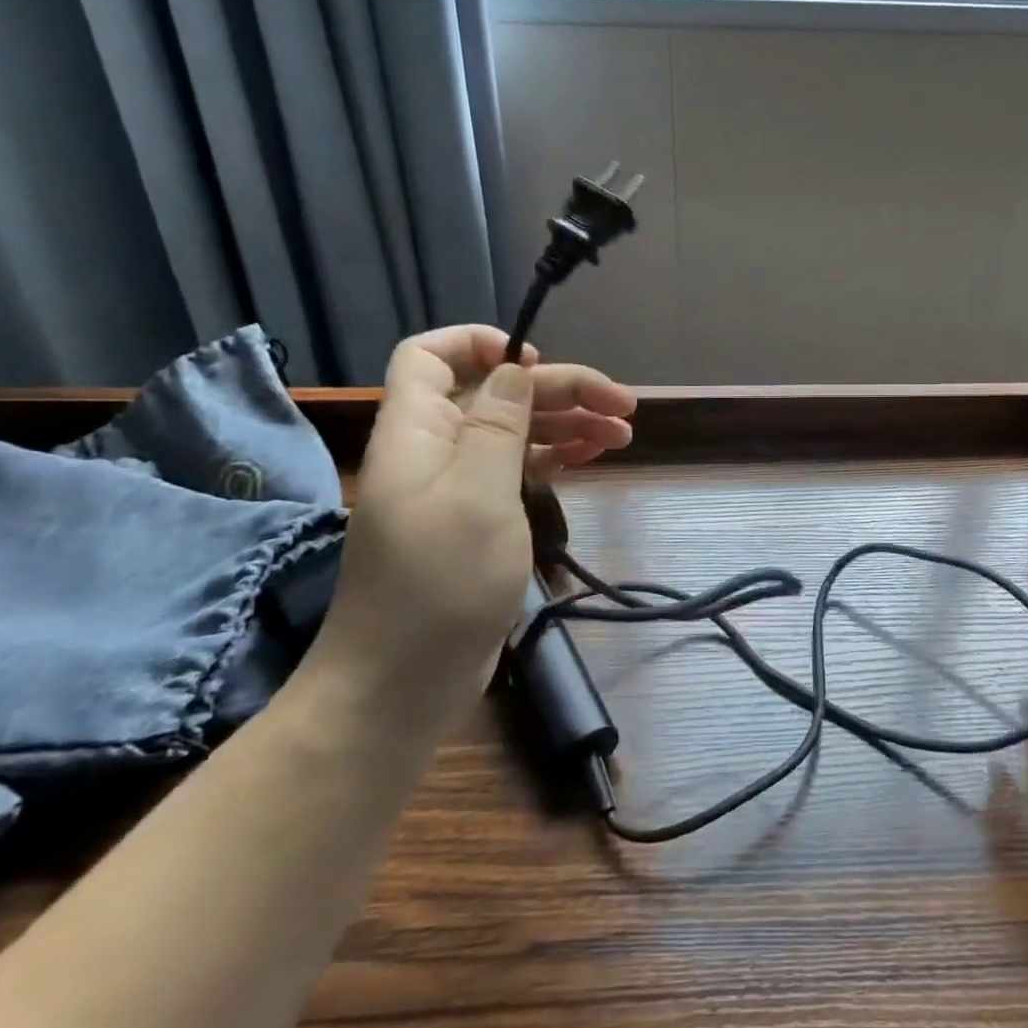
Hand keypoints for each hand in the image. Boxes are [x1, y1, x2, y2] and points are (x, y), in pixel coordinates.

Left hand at [312, 326, 635, 722]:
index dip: (480, 343)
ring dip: (567, 424)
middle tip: (624, 405)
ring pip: (514, 433)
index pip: (430, 356)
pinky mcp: (477, 523)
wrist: (402, 684)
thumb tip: (513, 369)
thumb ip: (497, 425)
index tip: (538, 360)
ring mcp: (457, 489)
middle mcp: (435, 451)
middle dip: (559, 390)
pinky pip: (518, 472)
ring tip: (624, 433)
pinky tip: (593, 458)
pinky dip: (556, 459)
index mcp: (418, 432)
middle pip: (495, 395)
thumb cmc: (440, 584)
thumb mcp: (476, 495)